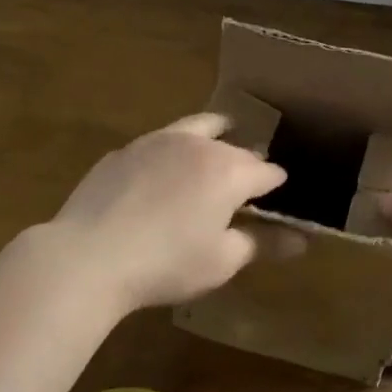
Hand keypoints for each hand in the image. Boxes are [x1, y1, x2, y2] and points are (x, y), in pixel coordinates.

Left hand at [50, 113, 296, 312]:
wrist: (89, 256)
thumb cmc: (166, 263)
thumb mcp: (222, 261)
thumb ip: (264, 243)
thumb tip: (302, 240)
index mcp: (229, 170)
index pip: (267, 171)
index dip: (276, 187)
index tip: (275, 203)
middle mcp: (199, 144)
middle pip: (235, 147)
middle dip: (246, 164)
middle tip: (245, 187)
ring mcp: (158, 140)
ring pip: (198, 128)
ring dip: (214, 139)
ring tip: (215, 152)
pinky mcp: (126, 149)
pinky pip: (160, 142)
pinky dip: (173, 152)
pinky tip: (162, 175)